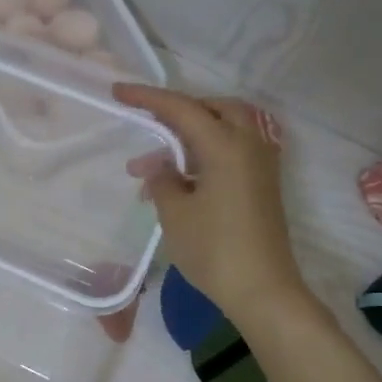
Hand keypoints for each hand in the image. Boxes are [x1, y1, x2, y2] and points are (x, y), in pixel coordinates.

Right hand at [112, 84, 310, 318]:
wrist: (262, 290)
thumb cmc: (214, 249)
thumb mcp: (175, 213)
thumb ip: (162, 179)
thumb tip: (159, 165)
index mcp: (225, 145)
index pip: (181, 109)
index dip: (148, 98)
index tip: (118, 92)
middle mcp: (249, 145)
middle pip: (214, 109)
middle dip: (180, 111)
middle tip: (151, 126)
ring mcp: (261, 164)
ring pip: (226, 129)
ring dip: (193, 136)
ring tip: (159, 164)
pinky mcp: (263, 184)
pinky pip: (233, 151)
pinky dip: (207, 153)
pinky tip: (183, 180)